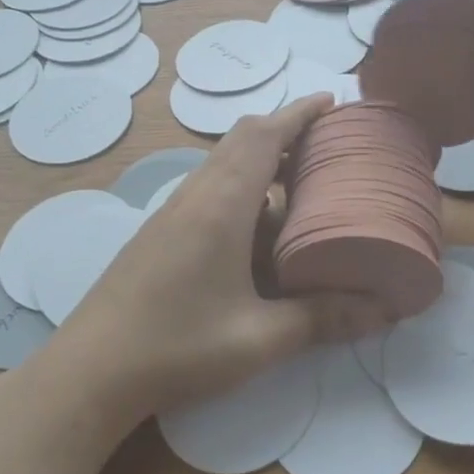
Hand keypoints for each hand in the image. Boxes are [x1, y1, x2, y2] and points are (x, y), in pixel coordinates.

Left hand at [55, 95, 388, 424]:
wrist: (90, 372)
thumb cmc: (178, 347)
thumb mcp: (260, 339)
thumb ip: (323, 320)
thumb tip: (383, 311)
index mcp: (221, 206)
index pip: (263, 135)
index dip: (299, 113)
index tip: (332, 102)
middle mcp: (195, 196)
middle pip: (241, 140)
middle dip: (284, 131)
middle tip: (324, 145)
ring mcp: (172, 213)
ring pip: (222, 165)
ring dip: (260, 161)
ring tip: (299, 185)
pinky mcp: (159, 233)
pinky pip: (208, 190)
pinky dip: (241, 188)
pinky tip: (257, 232)